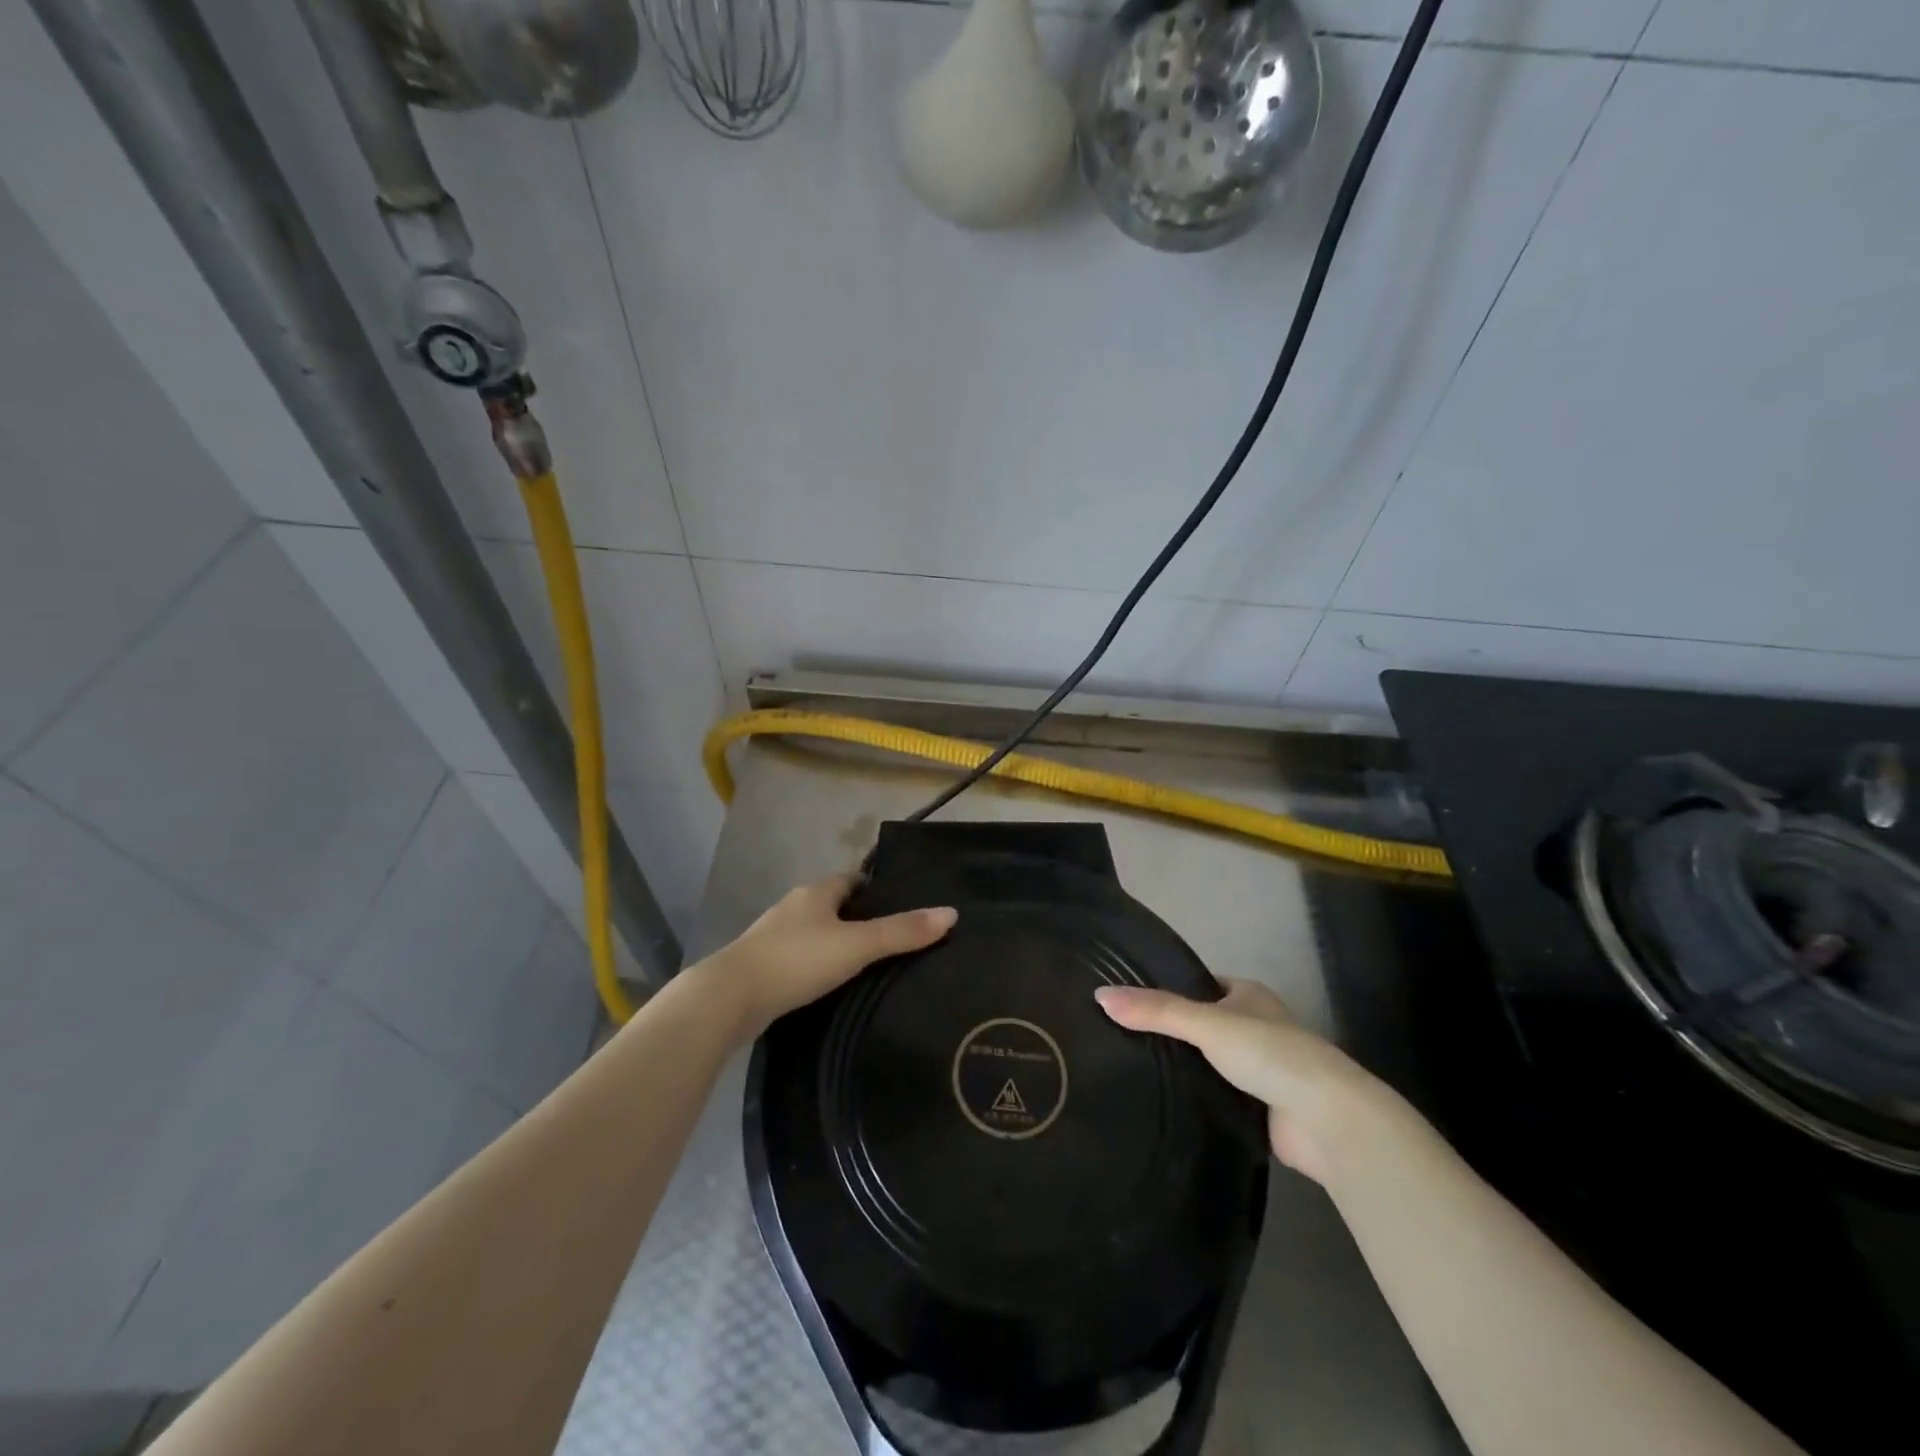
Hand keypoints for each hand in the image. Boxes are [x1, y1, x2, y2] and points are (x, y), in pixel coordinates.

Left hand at [702, 875, 956, 1041]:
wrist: (729, 999)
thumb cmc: (797, 961)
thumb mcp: (857, 945)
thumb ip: (902, 932)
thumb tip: (951, 913)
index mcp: (816, 892)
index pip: (852, 879)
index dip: (876, 890)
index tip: (901, 907)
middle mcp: (793, 907)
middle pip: (833, 906)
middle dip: (858, 919)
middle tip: (892, 941)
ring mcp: (773, 937)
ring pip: (814, 933)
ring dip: (835, 944)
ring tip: (867, 967)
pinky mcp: (761, 967)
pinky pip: (798, 959)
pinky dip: (816, 967)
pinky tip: (829, 987)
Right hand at [1094, 978, 1384, 1184]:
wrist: (1328, 1119)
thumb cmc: (1270, 1054)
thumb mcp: (1206, 1023)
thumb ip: (1156, 1011)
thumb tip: (1099, 995)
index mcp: (1248, 995)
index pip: (1197, 986)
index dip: (1166, 992)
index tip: (1125, 1003)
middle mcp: (1255, 1028)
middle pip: (1202, 1026)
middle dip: (1170, 1033)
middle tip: (1118, 1039)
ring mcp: (1260, 1071)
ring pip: (1209, 1063)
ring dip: (1184, 1069)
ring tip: (1130, 1069)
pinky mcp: (1260, 1108)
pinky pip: (1218, 1097)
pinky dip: (1196, 1098)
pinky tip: (1162, 1102)